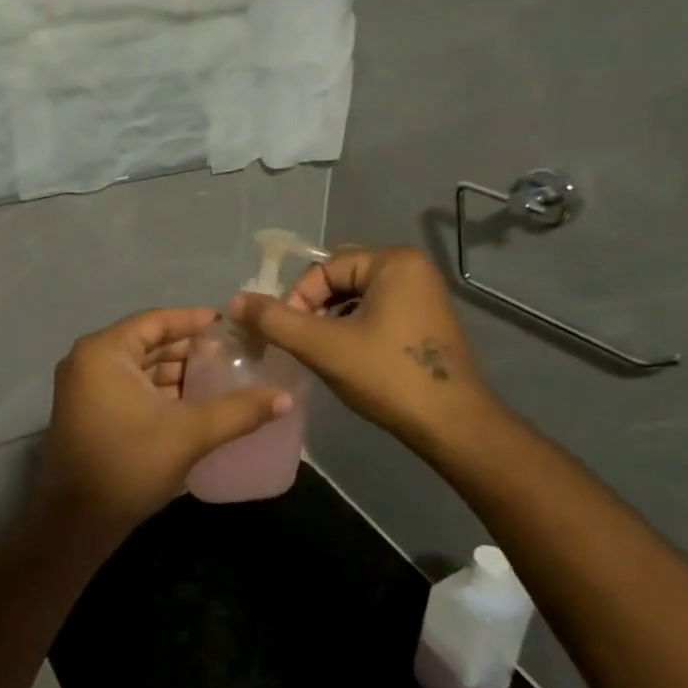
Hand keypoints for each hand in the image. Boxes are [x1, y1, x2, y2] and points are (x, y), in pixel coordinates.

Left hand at [36, 307, 292, 538]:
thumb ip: (238, 412)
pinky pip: (128, 386)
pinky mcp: (87, 412)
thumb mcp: (189, 434)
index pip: (155, 322)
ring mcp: (83, 388)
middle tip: (229, 352)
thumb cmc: (129, 466)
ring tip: (218, 376)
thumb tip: (286, 398)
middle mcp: (87, 361)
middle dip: (187, 348)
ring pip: (138, 367)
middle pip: (146, 343)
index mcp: (104, 352)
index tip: (227, 324)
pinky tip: (192, 401)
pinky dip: (158, 390)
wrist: (77, 524)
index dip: (192, 320)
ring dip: (174, 371)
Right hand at [230, 246, 503, 452]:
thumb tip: (235, 301)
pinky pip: (376, 312)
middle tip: (301, 344)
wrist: (452, 426)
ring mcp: (423, 295)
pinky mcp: (425, 321)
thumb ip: (275, 321)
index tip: (286, 336)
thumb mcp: (323, 346)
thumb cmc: (388, 377)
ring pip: (356, 299)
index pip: (323, 269)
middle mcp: (412, 268)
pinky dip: (353, 330)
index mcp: (394, 261)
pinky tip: (347, 359)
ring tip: (320, 353)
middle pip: (340, 280)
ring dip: (330, 322)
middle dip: (313, 310)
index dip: (297, 300)